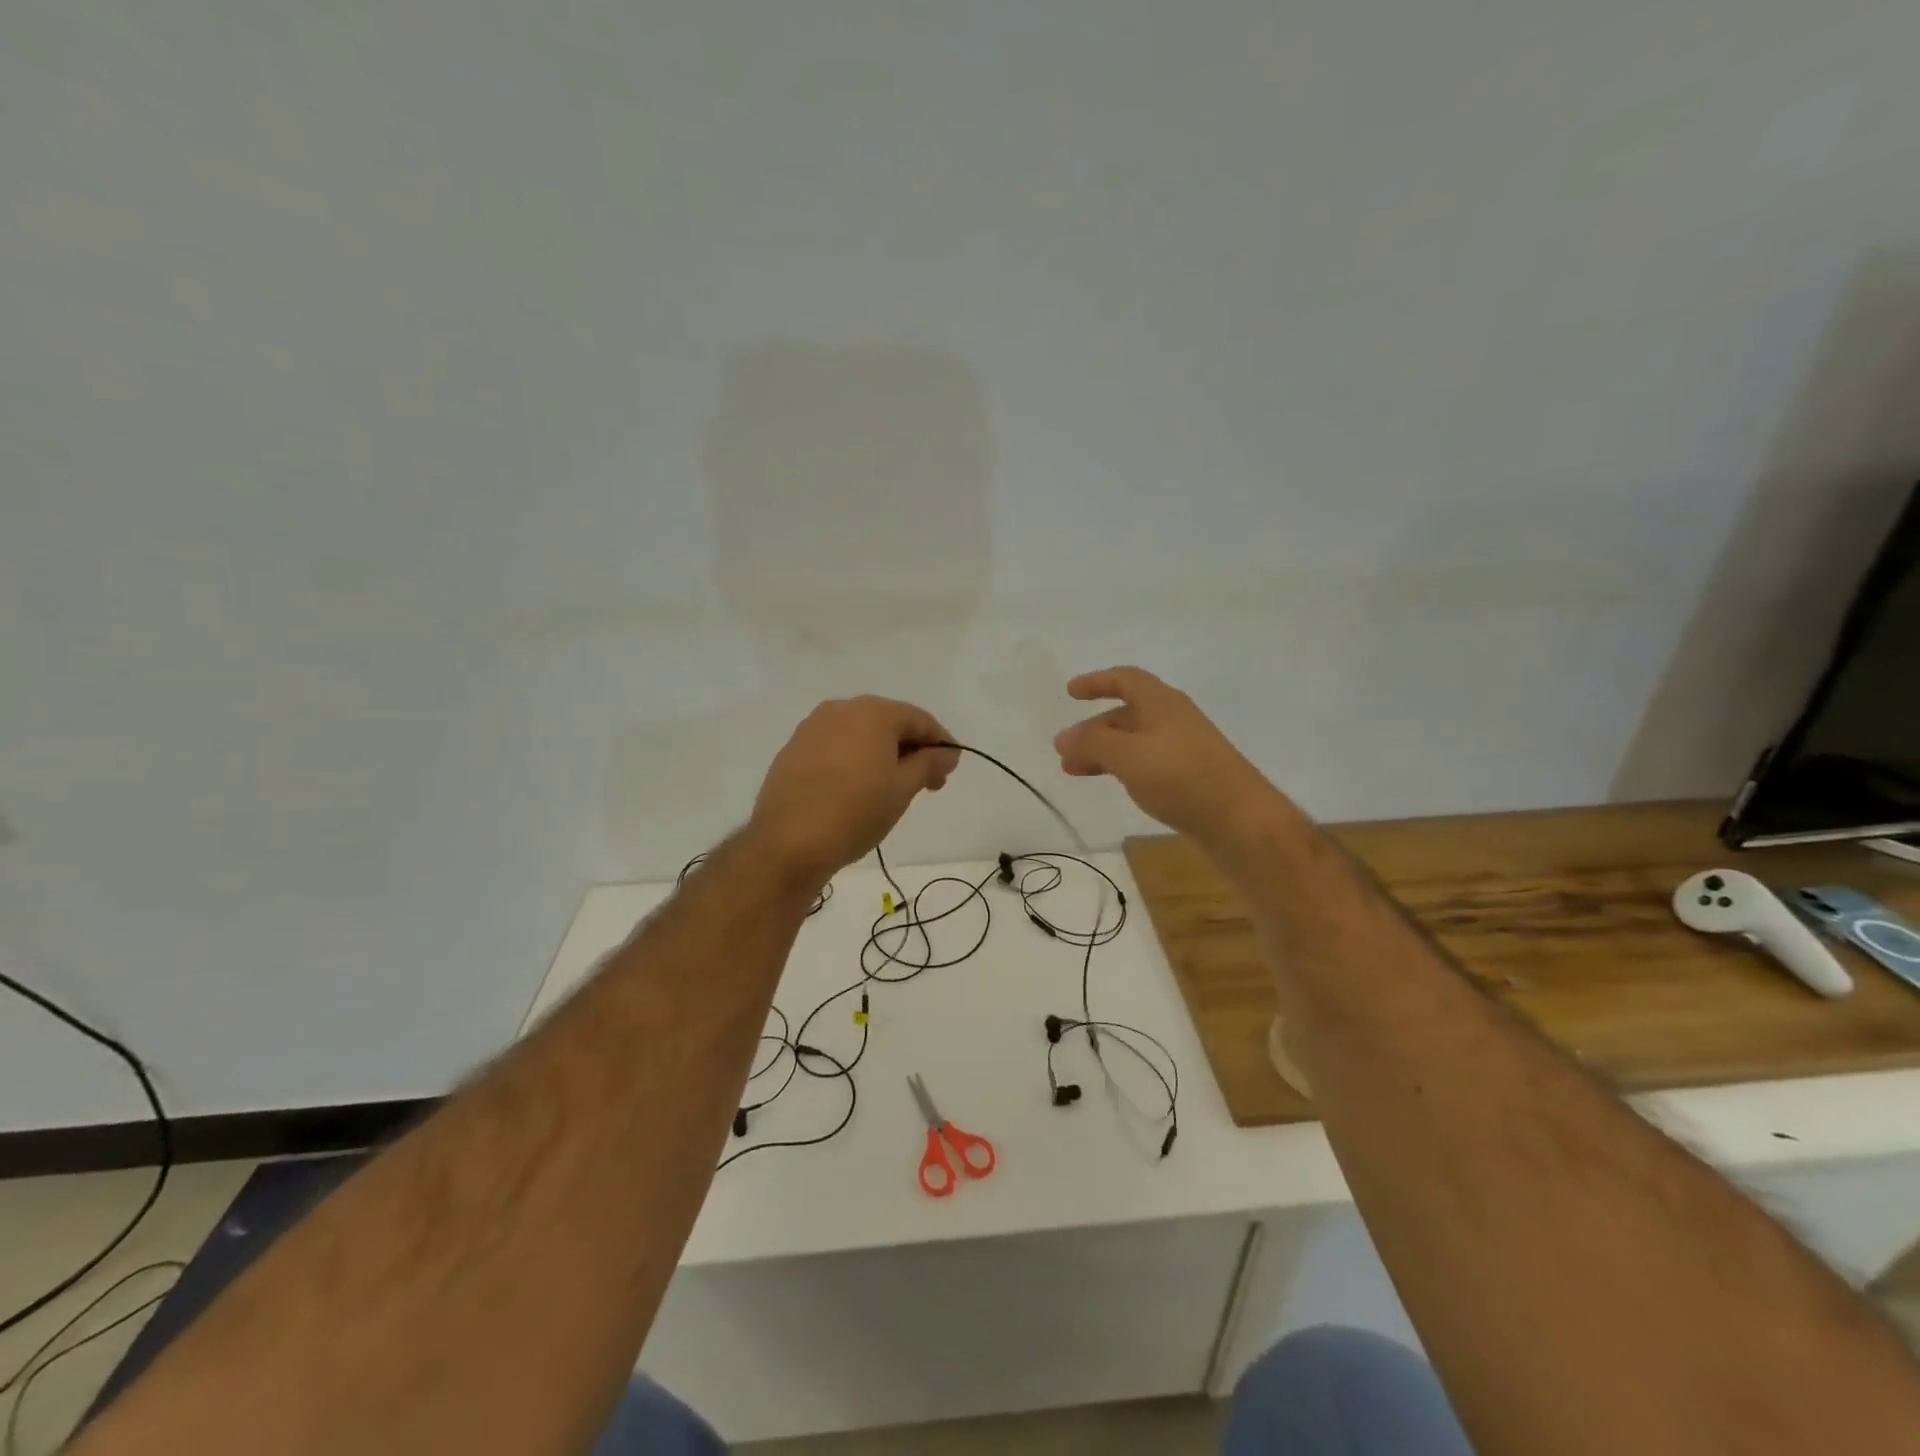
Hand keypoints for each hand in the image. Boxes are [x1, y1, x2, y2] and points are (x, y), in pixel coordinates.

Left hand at [750, 697, 960, 884]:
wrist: (789, 842)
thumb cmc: (856, 811)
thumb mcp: (903, 789)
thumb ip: (929, 763)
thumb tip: (947, 752)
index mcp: (873, 712)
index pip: (919, 719)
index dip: (941, 742)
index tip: (950, 769)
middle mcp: (841, 709)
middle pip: (888, 722)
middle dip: (911, 748)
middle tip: (926, 782)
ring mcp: (812, 728)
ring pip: (859, 734)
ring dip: (881, 753)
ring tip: (892, 787)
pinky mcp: (793, 750)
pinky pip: (835, 747)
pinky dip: (853, 760)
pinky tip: (857, 788)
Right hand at [1054, 667, 1289, 850]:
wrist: (1240, 821)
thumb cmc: (1181, 777)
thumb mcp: (1128, 755)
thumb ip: (1093, 742)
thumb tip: (1064, 737)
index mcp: (1162, 703)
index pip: (1125, 679)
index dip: (1097, 682)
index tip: (1070, 692)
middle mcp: (1174, 720)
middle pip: (1127, 714)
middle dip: (1093, 728)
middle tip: (1064, 750)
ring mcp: (1184, 749)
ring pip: (1134, 741)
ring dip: (1103, 751)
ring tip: (1076, 772)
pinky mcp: (1189, 777)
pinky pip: (1147, 762)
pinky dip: (1123, 767)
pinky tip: (1114, 784)